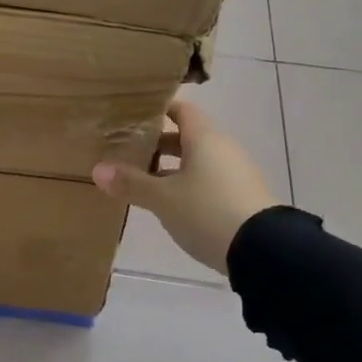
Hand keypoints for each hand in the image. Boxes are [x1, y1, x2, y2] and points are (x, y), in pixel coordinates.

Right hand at [93, 100, 278, 275]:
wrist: (264, 251)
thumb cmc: (207, 211)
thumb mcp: (163, 199)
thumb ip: (131, 183)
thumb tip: (97, 170)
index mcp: (205, 137)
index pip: (181, 109)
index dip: (157, 110)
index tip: (132, 116)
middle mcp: (222, 148)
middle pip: (187, 136)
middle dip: (158, 144)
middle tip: (128, 152)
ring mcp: (236, 173)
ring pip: (198, 161)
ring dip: (172, 168)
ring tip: (143, 182)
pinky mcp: (242, 196)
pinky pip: (209, 180)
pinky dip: (188, 185)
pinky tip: (171, 204)